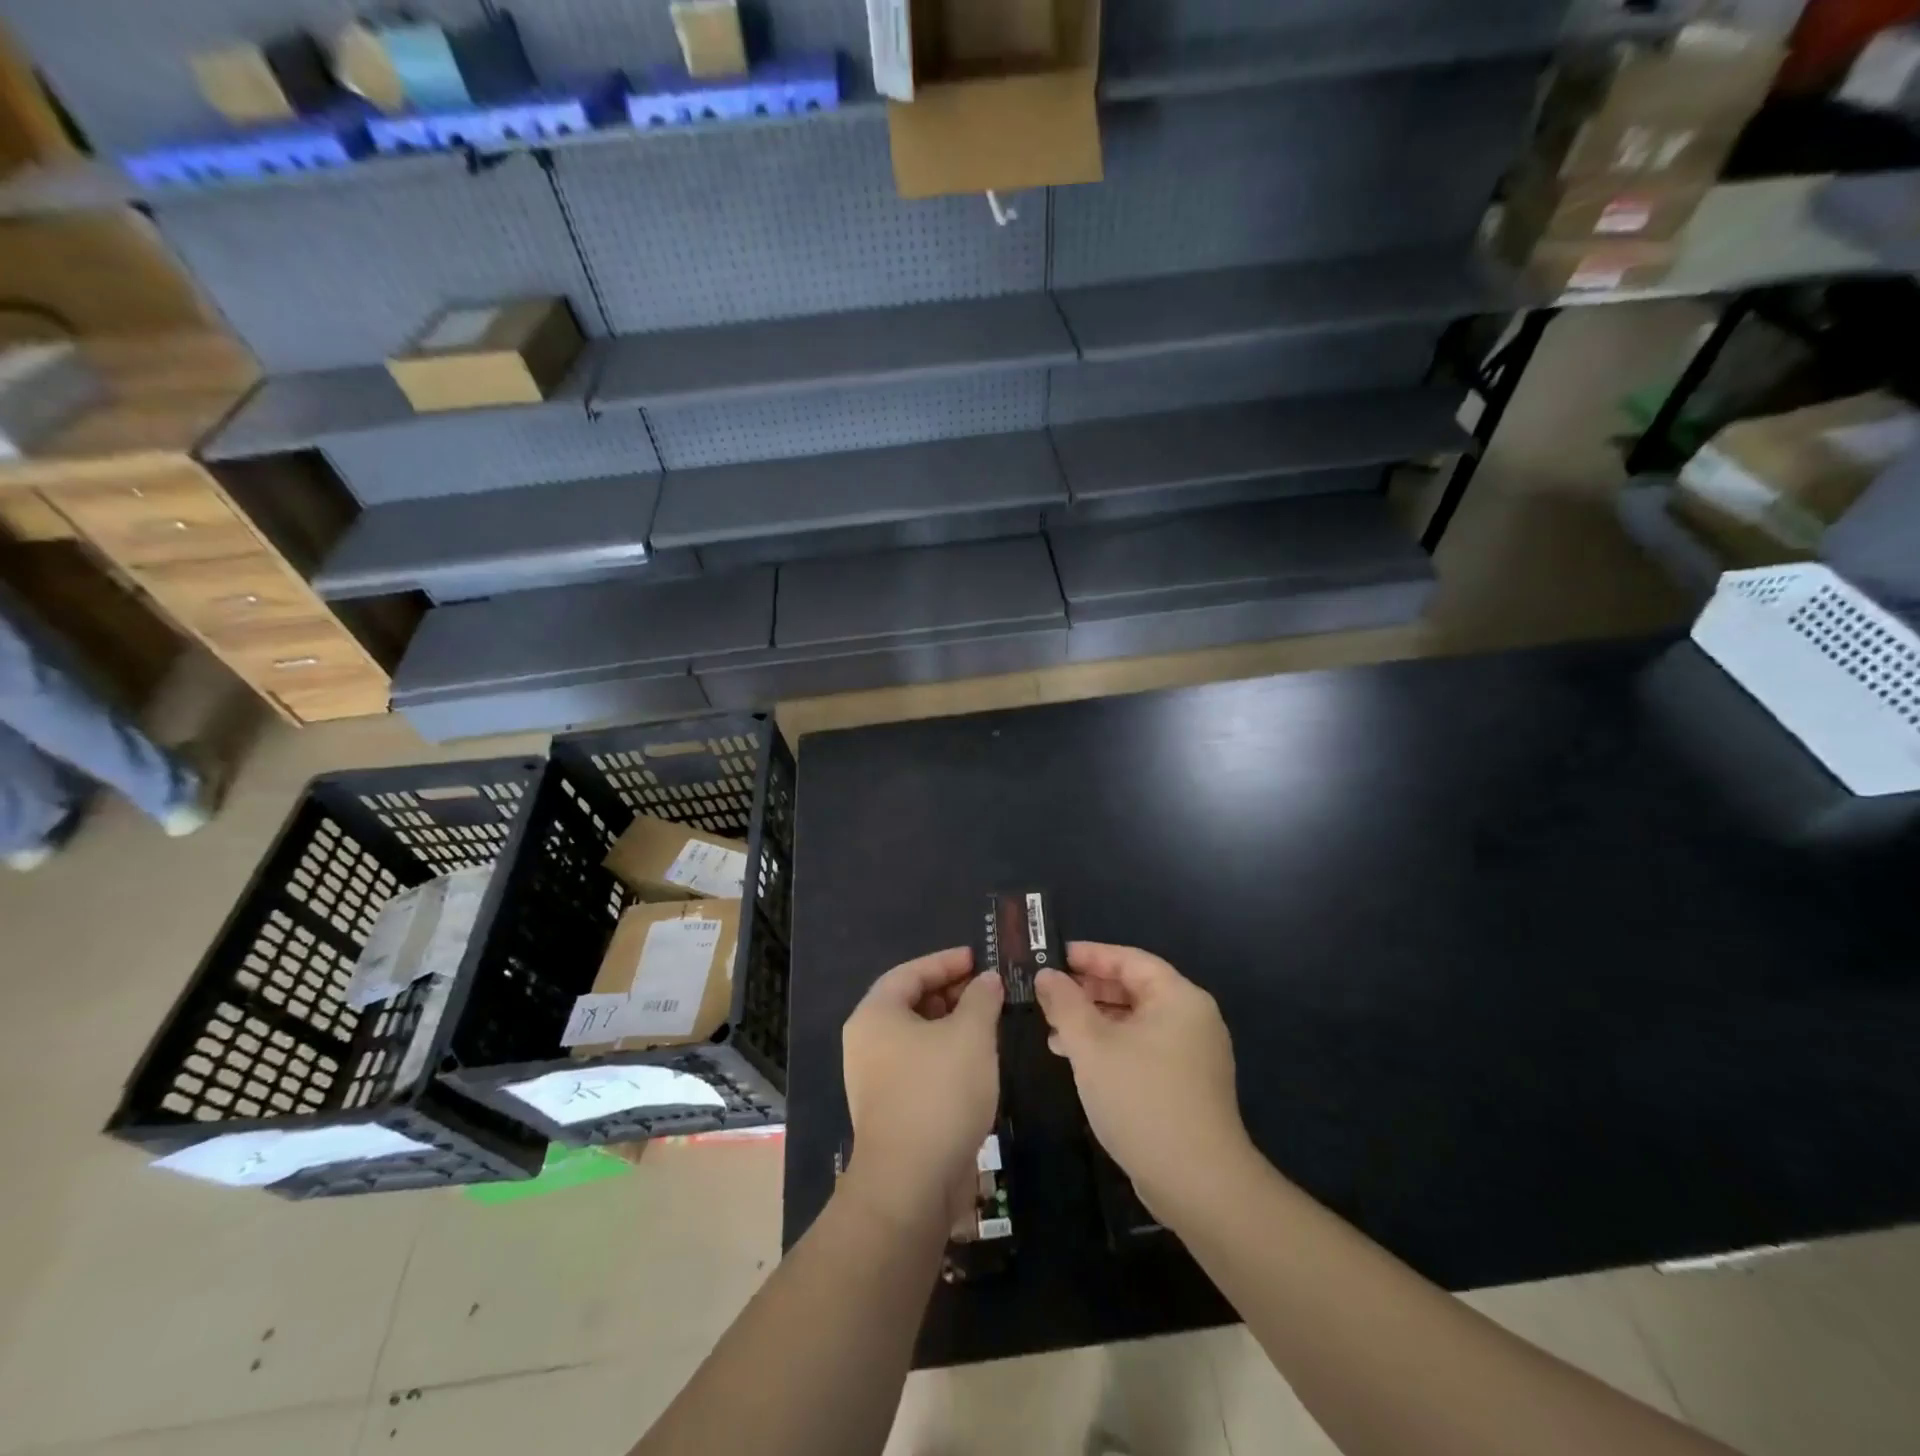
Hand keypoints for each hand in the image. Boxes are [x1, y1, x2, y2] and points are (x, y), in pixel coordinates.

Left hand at [842, 947, 1002, 1228]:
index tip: (978, 958)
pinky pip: (920, 1067)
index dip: (946, 962)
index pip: (910, 972)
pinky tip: (978, 1063)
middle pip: (911, 1003)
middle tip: (989, 991)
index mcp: (875, 1014)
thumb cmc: (938, 1092)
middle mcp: (867, 1042)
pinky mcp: (890, 1110)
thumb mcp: (970, 1034)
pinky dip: (947, 1056)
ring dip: (953, 1027)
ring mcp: (875, 1079)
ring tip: (990, 1023)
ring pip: (918, 1038)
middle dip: (952, 993)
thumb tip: (987, 980)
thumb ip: (981, 998)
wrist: (911, 1184)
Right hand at [1034, 942, 1252, 1219]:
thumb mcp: (1092, 1046)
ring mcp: (1194, 1054)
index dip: (1089, 955)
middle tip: (1048, 994)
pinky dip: (1112, 1047)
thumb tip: (1047, 975)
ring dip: (1095, 1022)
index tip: (1052, 956)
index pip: (1129, 959)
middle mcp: (1192, 1018)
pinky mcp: (1188, 1085)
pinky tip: (1081, 1062)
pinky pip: (1144, 1049)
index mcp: (1178, 997)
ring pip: (1136, 1022)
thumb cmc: (1141, 1099)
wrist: (1198, 1183)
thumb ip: (1065, 1004)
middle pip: (1134, 988)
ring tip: (1054, 1032)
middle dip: (1088, 991)